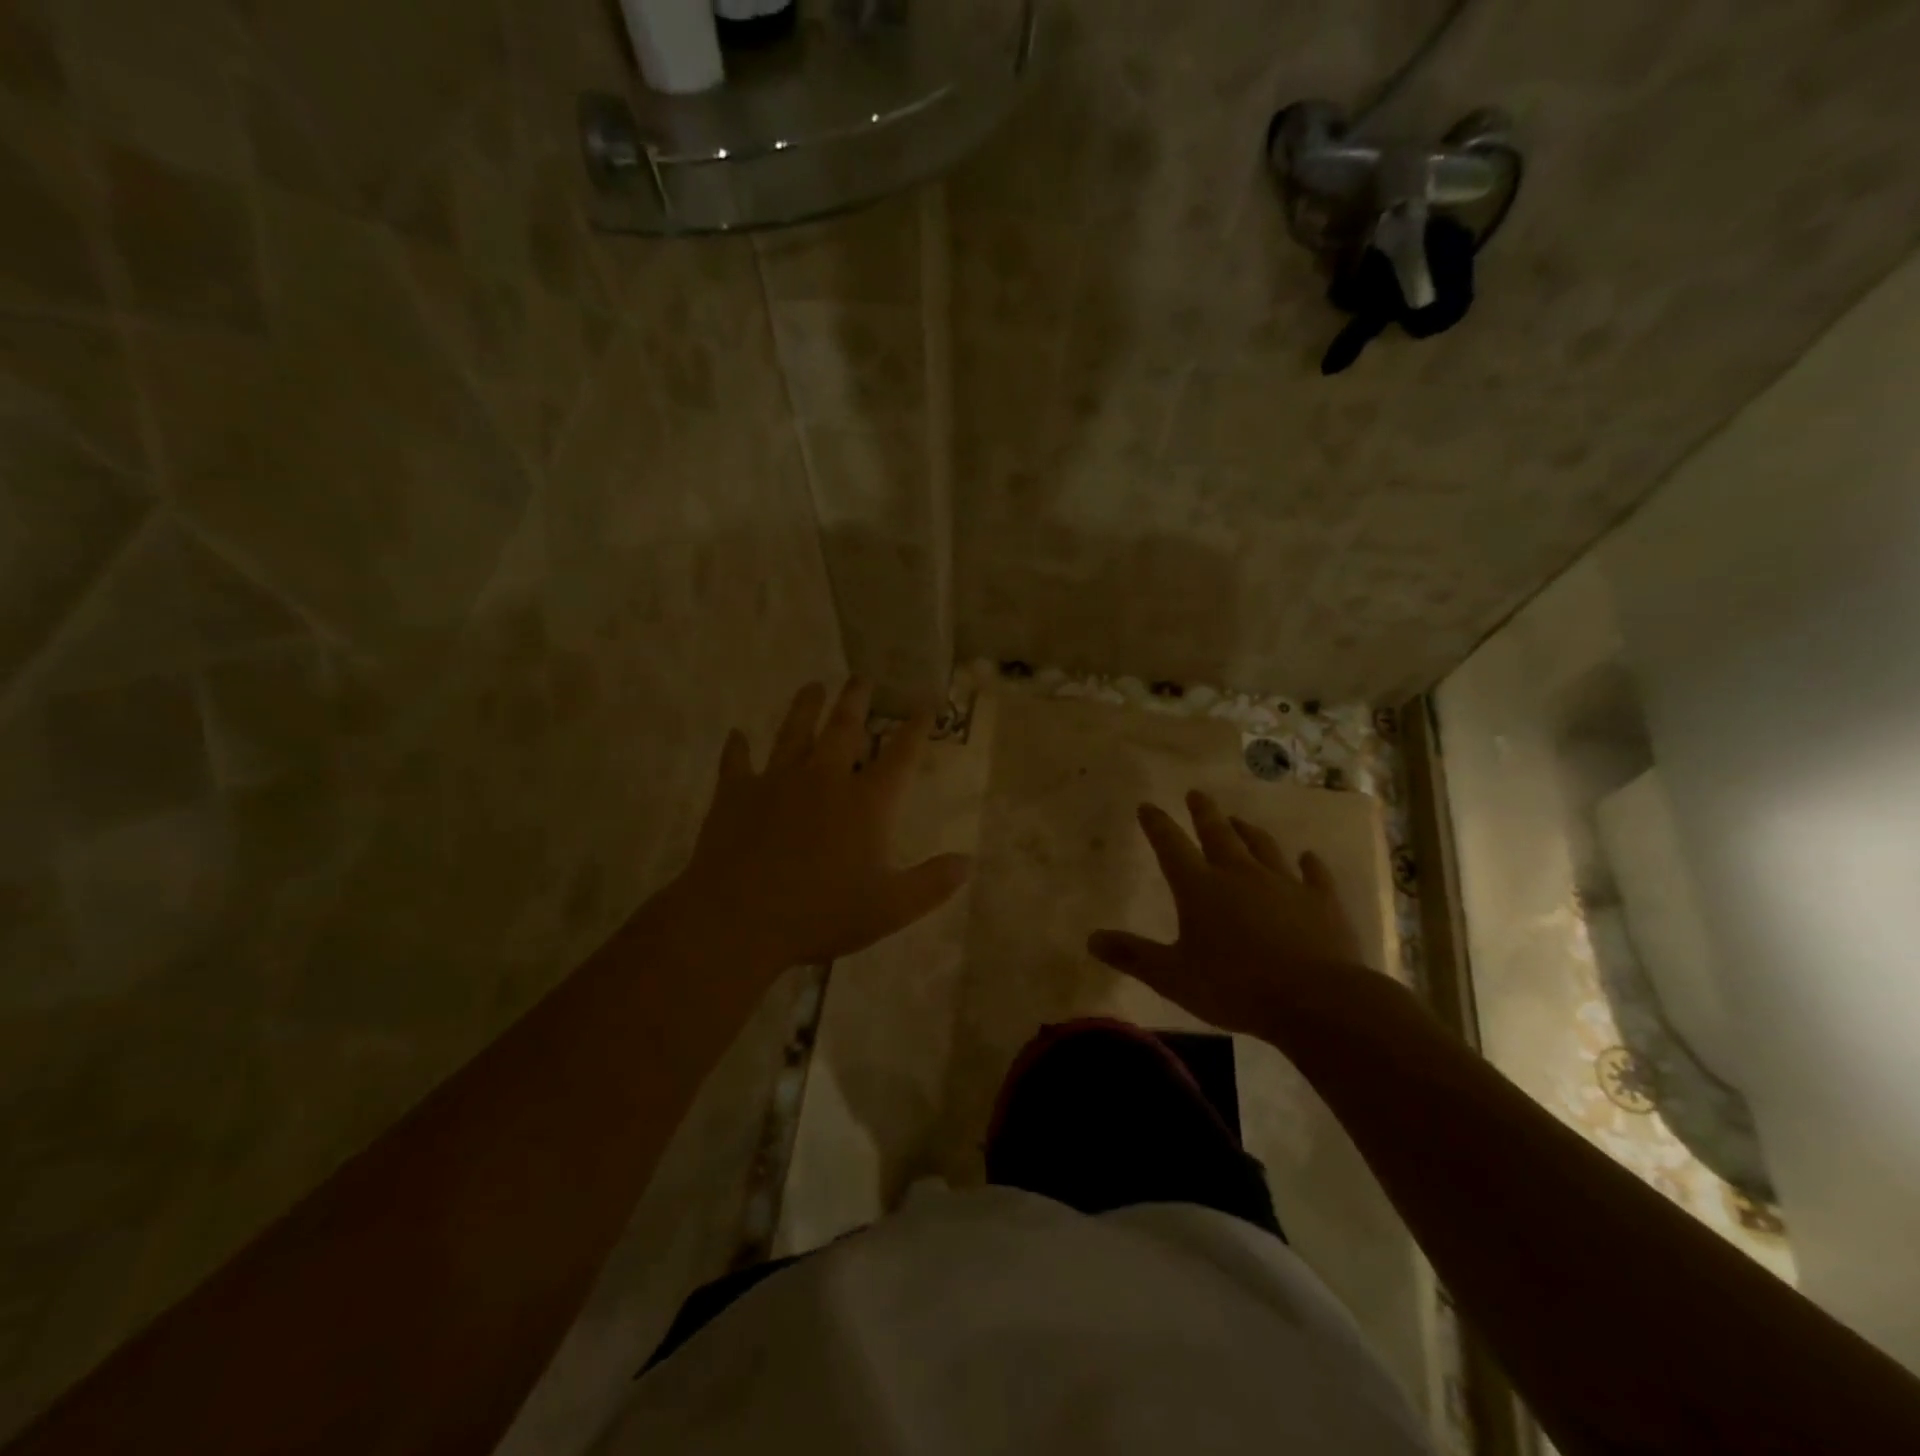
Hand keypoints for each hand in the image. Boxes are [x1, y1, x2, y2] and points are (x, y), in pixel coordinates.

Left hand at [670, 680, 971, 975]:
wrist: (739, 919)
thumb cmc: (821, 913)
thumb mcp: (890, 908)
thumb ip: (932, 884)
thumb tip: (968, 861)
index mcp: (866, 802)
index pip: (900, 755)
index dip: (916, 728)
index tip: (925, 704)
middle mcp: (824, 778)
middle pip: (844, 728)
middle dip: (856, 701)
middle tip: (861, 678)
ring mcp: (777, 781)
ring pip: (794, 732)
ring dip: (804, 707)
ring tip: (813, 686)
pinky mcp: (736, 793)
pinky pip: (737, 762)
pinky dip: (737, 747)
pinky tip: (737, 735)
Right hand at [1086, 790, 1373, 1036]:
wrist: (1316, 999)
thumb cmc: (1235, 987)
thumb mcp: (1172, 977)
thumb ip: (1133, 955)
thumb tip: (1091, 939)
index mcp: (1200, 887)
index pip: (1171, 846)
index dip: (1157, 825)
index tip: (1147, 806)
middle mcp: (1240, 874)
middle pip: (1218, 834)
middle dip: (1203, 813)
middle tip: (1196, 793)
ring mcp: (1284, 884)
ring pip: (1263, 847)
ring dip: (1248, 831)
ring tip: (1239, 820)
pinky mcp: (1322, 901)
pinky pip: (1314, 875)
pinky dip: (1310, 864)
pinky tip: (1309, 857)